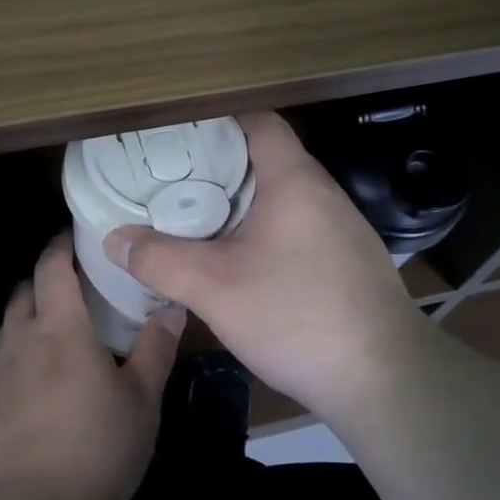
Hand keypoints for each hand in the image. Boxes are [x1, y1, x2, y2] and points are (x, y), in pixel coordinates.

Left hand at [0, 233, 182, 499]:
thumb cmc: (96, 449)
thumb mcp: (141, 401)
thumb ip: (155, 350)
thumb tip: (172, 308)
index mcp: (60, 329)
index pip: (52, 268)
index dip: (60, 246)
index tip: (74, 236)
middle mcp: (21, 340)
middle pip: (24, 291)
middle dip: (43, 277)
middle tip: (72, 282)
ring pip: (7, 325)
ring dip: (27, 313)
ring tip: (53, 326)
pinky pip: (0, 360)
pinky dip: (17, 351)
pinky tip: (36, 377)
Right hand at [103, 111, 426, 419]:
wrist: (385, 380)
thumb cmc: (298, 316)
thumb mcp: (215, 288)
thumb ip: (160, 260)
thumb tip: (114, 238)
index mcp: (294, 180)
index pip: (258, 121)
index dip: (217, 119)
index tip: (176, 133)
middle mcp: (322, 192)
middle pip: (265, 158)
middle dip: (217, 165)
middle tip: (169, 179)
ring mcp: (341, 228)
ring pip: (281, 196)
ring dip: (239, 202)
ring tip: (194, 216)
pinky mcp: (347, 261)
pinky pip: (296, 226)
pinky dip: (263, 229)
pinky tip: (239, 260)